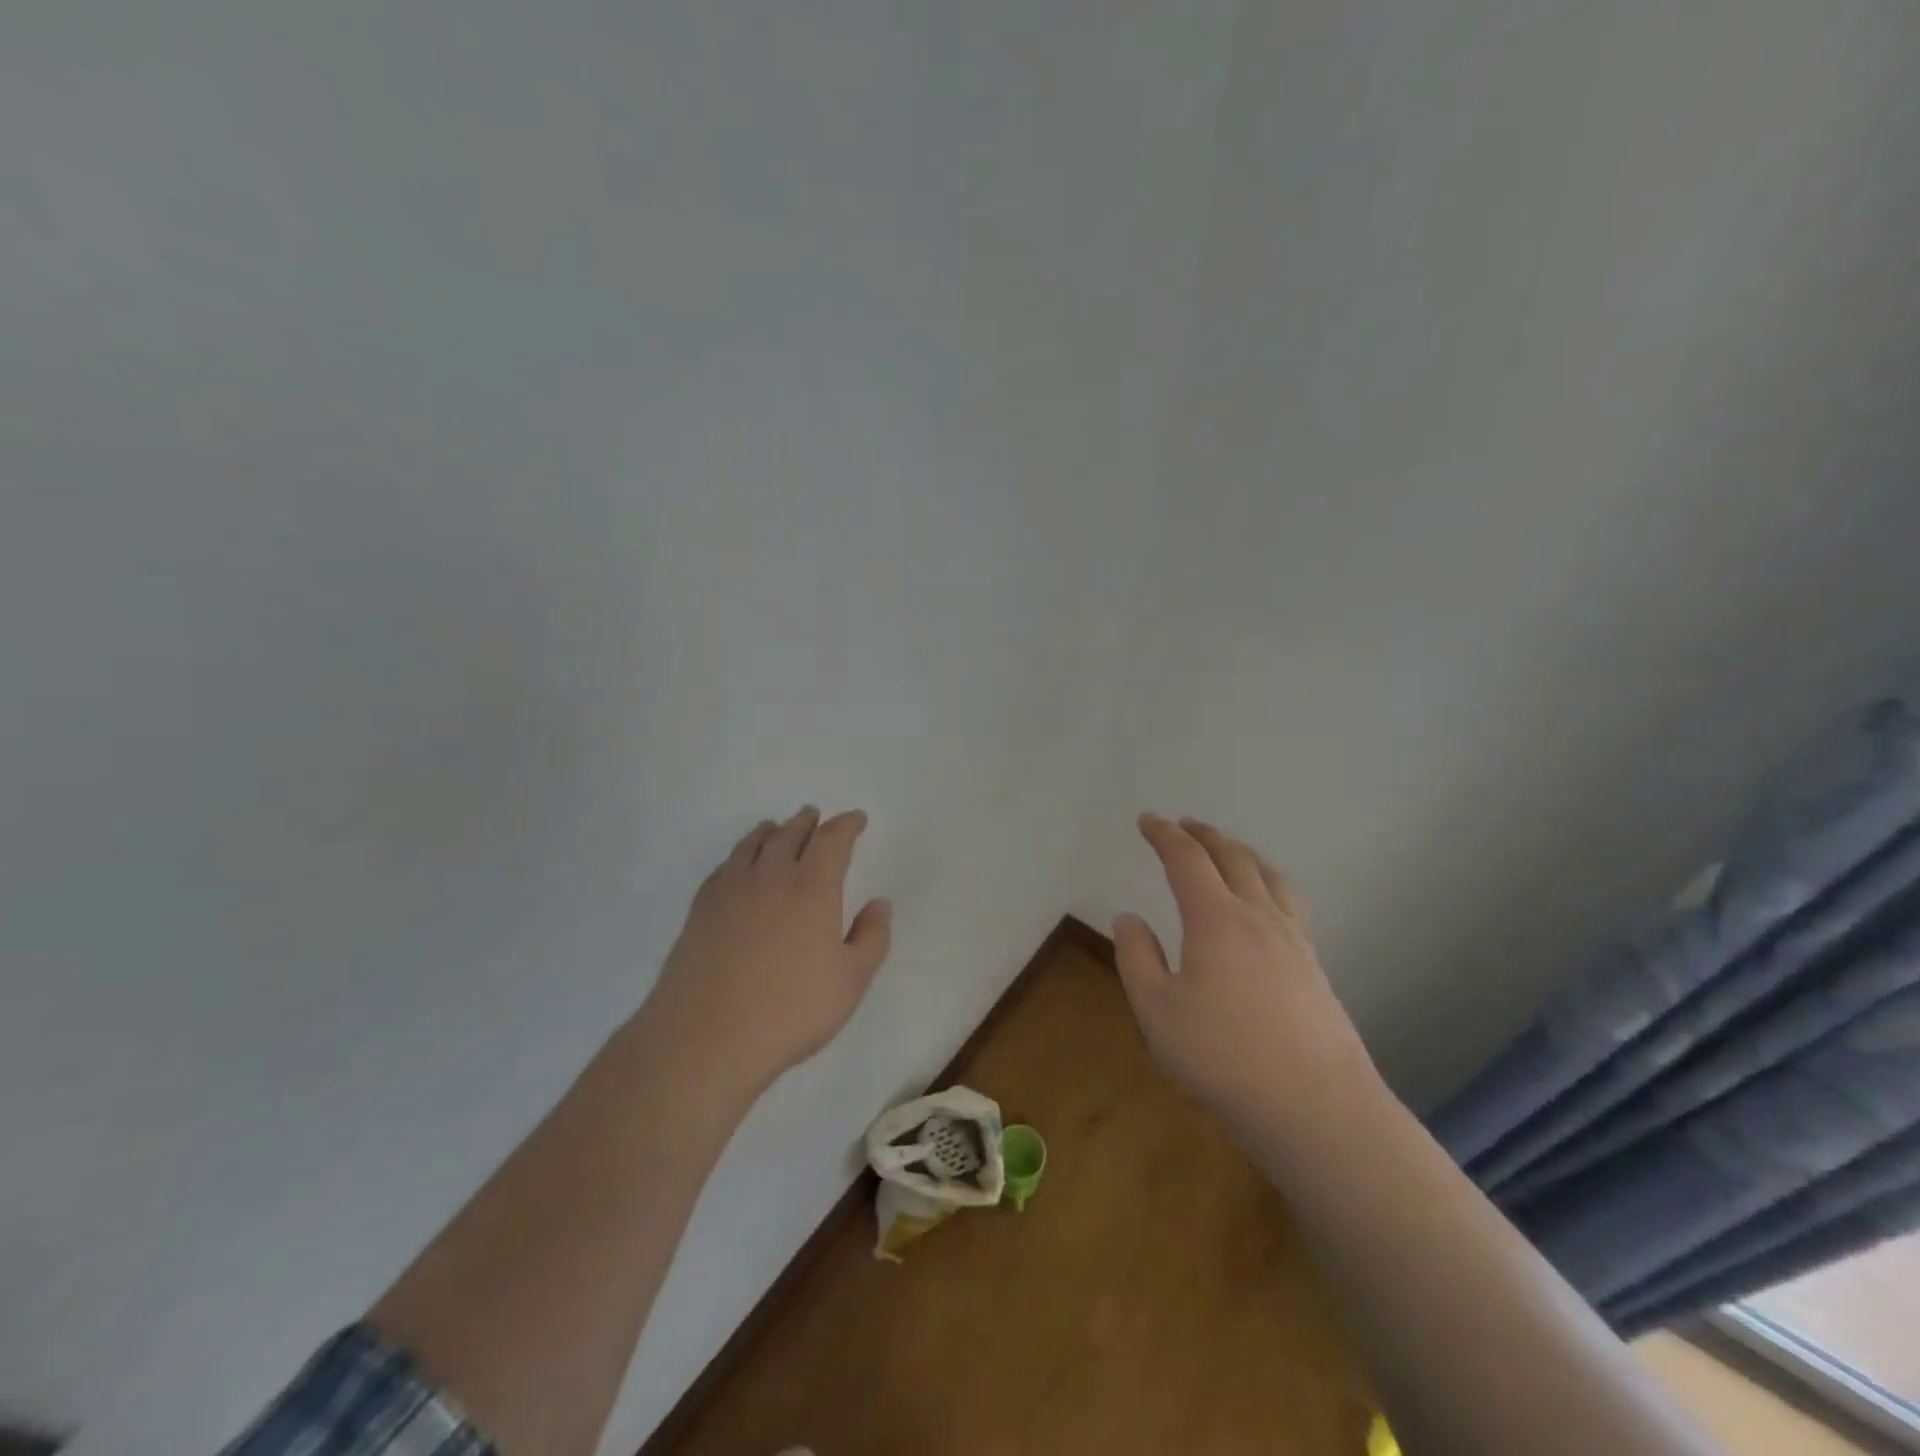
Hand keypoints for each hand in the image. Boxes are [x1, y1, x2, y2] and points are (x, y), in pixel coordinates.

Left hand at [643, 806, 892, 1088]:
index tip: (856, 819)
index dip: (847, 825)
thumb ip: (872, 938)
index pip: (833, 840)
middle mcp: (771, 876)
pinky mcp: (700, 910)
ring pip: (754, 844)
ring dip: (772, 831)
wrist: (705, 1038)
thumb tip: (879, 904)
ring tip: (777, 828)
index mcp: (812, 887)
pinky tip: (740, 865)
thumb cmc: (790, 1011)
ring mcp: (730, 890)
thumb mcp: (851, 981)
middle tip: (815, 816)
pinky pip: (726, 865)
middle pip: (790, 834)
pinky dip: (741, 853)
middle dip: (807, 822)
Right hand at [1114, 814, 1377, 1120]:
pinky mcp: (1314, 966)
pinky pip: (1290, 902)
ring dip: (1241, 852)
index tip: (1147, 820)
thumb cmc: (1222, 1056)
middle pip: (1232, 857)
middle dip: (1204, 835)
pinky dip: (1269, 881)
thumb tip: (1128, 918)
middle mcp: (1258, 916)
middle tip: (1184, 824)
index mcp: (1216, 918)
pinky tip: (1268, 902)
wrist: (1314, 1105)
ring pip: (1268, 875)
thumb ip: (1136, 958)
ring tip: (1227, 849)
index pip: (1186, 859)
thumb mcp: (1156, 1010)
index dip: (1164, 835)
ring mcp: (1293, 939)